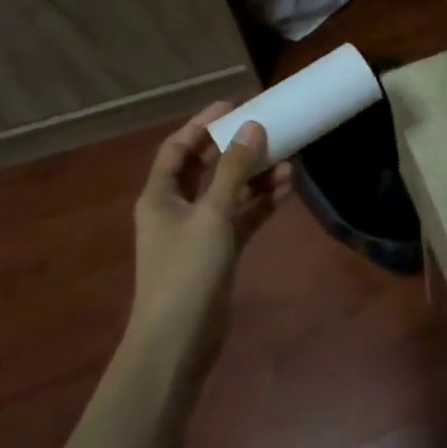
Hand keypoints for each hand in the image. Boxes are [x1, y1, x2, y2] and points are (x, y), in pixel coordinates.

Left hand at [131, 102, 291, 376]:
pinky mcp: (218, 252)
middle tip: (265, 128)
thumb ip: (233, 170)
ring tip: (286, 160)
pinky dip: (259, 204)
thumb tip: (252, 127)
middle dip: (234, 149)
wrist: (178, 341)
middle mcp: (176, 208)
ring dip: (253, 177)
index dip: (202, 124)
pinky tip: (284, 190)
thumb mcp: (211, 214)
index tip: (232, 106)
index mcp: (160, 195)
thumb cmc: (186, 271)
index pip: (178, 148)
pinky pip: (240, 218)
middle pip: (205, 168)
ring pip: (228, 193)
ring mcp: (198, 232)